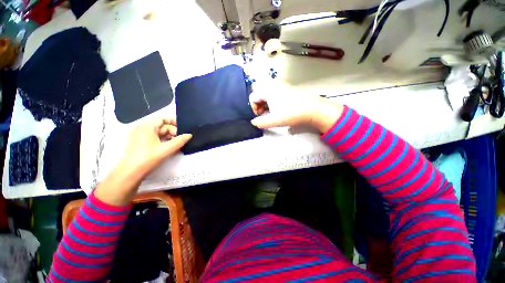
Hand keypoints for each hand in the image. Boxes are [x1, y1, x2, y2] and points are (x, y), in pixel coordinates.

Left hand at [94, 117, 191, 205]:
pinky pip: (155, 139)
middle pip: (162, 127)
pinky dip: (163, 142)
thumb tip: (189, 135)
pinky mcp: (140, 144)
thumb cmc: (148, 158)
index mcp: (147, 127)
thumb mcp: (166, 149)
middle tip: (181, 140)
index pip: (163, 119)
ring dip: (169, 138)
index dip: (174, 122)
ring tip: (177, 145)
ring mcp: (140, 137)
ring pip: (159, 134)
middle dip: (173, 133)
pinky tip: (169, 148)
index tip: (183, 129)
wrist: (130, 173)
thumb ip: (180, 141)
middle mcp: (143, 129)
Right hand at [250, 81, 343, 132]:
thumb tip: (253, 122)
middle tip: (264, 114)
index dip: (253, 108)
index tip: (260, 116)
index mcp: (267, 89)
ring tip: (271, 112)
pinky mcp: (287, 87)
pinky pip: (273, 92)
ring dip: (265, 103)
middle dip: (259, 105)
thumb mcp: (274, 120)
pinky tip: (278, 108)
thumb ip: (260, 122)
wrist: (313, 109)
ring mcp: (280, 84)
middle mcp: (273, 84)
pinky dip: (272, 100)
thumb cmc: (291, 113)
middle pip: (259, 94)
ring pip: (266, 93)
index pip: (253, 97)